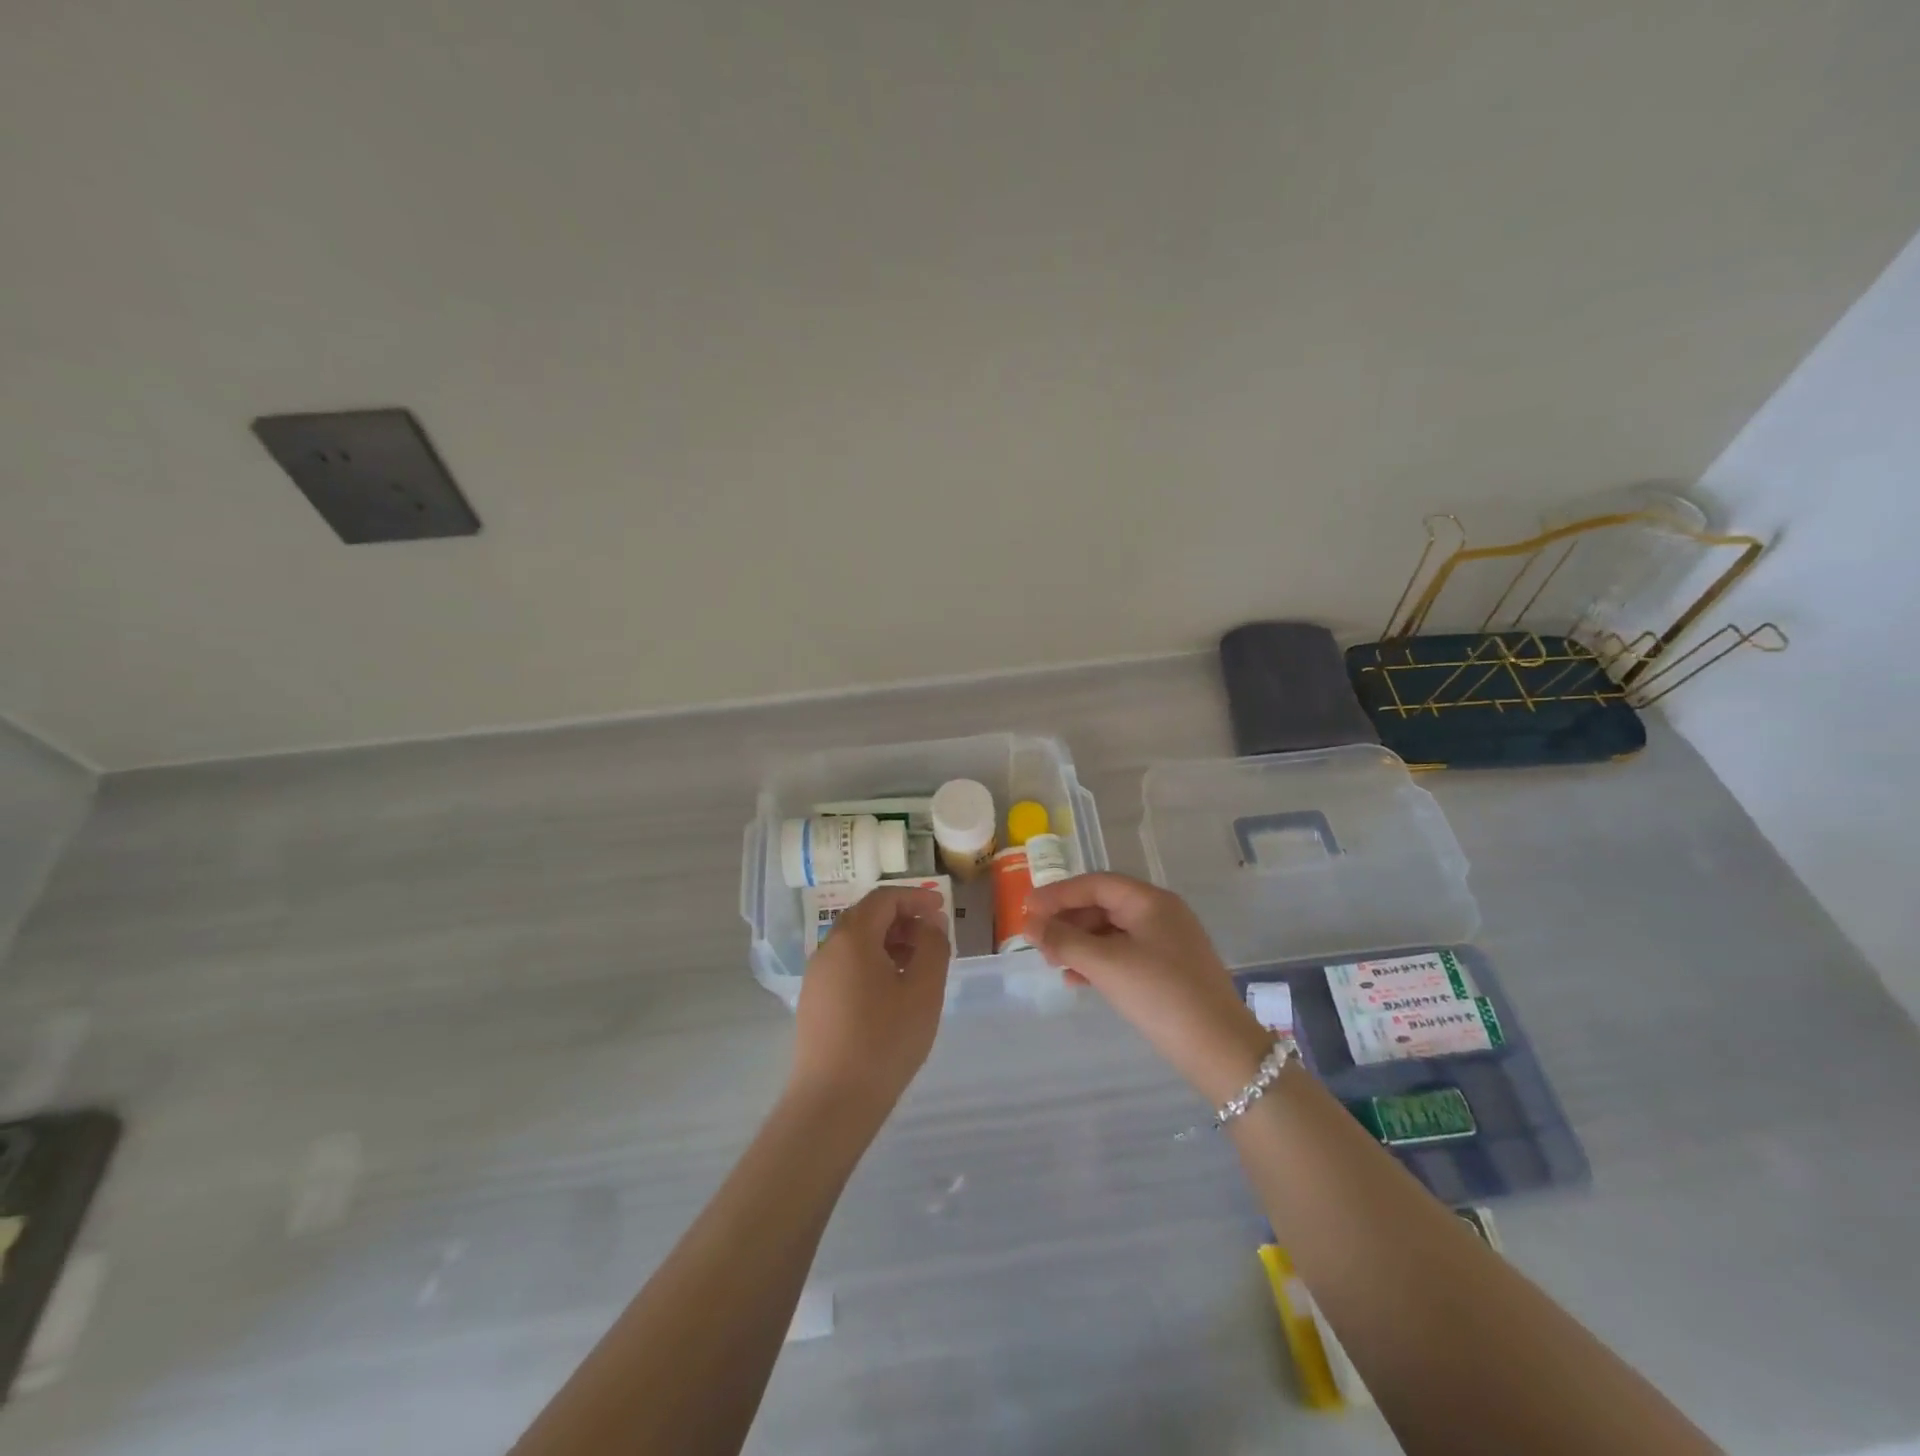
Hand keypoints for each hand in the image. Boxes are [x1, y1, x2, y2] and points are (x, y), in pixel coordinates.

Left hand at [789, 885, 950, 1122]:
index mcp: (852, 938)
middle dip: (901, 918)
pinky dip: (871, 962)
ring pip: (854, 942)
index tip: (942, 908)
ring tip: (917, 964)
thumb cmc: (885, 1040)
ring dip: (887, 941)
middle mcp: (828, 948)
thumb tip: (931, 923)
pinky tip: (891, 990)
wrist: (832, 1101)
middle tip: (932, 935)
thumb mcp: (924, 991)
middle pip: (866, 916)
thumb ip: (934, 947)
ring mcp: (816, 976)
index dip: (915, 897)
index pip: (884, 899)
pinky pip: (845, 965)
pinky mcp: (814, 1002)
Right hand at [1025, 873, 1272, 1105]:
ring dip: (1079, 943)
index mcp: (1151, 901)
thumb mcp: (1106, 965)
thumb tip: (1028, 923)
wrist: (1220, 1051)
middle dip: (1067, 920)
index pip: (1096, 884)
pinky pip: (1124, 955)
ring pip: (1112, 932)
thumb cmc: (1161, 995)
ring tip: (1051, 961)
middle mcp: (1161, 914)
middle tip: (1036, 939)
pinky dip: (1098, 962)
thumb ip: (1064, 940)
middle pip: (1104, 906)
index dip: (1058, 894)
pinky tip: (1076, 979)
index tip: (1025, 908)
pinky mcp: (1169, 972)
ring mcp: (1168, 944)